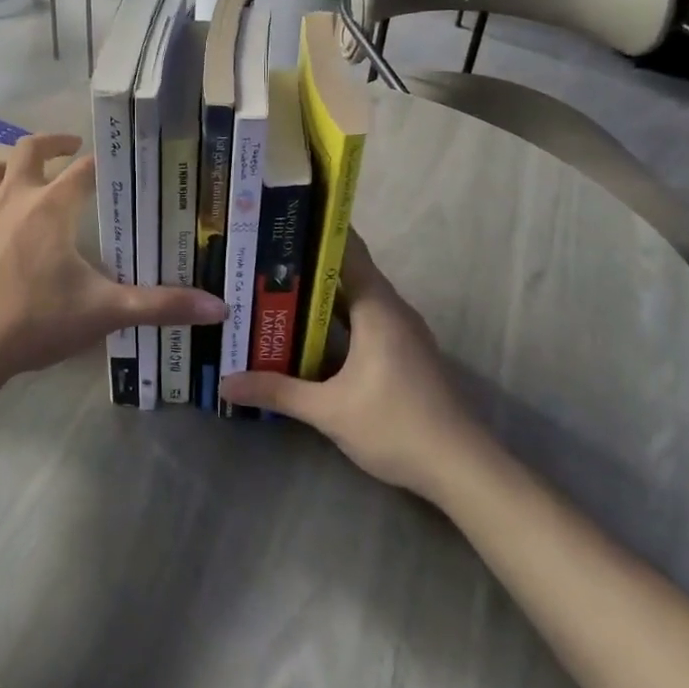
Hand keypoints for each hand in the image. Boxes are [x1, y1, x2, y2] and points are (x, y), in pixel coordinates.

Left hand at [0, 133, 226, 387]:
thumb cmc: (37, 321)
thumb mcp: (106, 313)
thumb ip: (162, 305)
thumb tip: (220, 308)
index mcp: (52, 206)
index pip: (85, 169)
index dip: (103, 161)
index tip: (118, 161)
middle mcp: (13, 198)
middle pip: (29, 150)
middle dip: (52, 141)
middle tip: (70, 145)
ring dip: (7, 167)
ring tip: (23, 175)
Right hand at [218, 233, 476, 499]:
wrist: (461, 467)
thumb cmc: (396, 426)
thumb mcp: (328, 411)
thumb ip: (277, 391)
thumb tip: (226, 382)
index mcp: (378, 308)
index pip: (347, 251)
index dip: (315, 231)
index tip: (280, 220)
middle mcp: (392, 310)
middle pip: (347, 273)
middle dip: (305, 265)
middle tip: (260, 258)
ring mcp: (402, 332)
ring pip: (355, 300)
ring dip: (319, 296)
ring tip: (273, 289)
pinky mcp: (404, 353)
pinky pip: (364, 320)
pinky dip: (335, 319)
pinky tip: (306, 333)